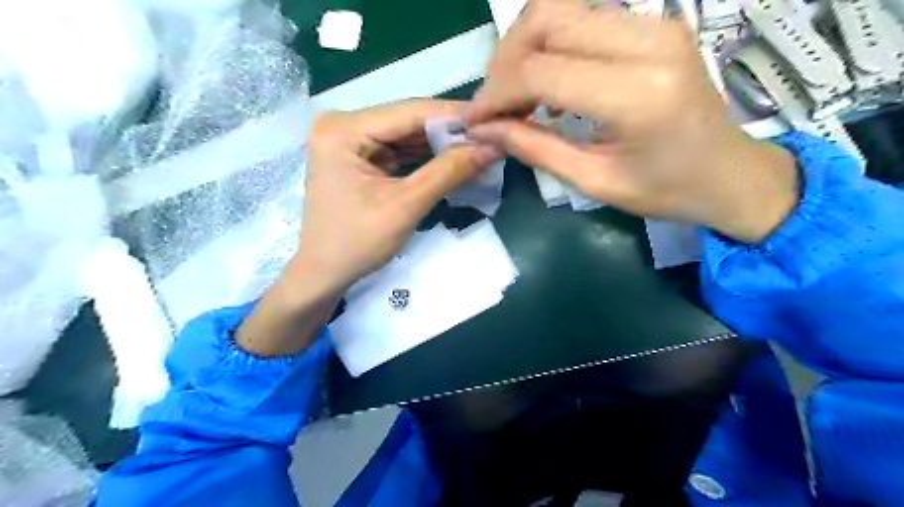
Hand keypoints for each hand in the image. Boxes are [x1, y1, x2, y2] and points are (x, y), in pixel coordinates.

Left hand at [236, 98, 501, 355]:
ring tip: (481, 146)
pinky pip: (400, 149)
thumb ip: (448, 172)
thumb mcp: (405, 206)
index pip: (410, 111)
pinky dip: (427, 156)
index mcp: (344, 129)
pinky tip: (455, 158)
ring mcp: (351, 140)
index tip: (495, 119)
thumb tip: (493, 147)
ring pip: (407, 134)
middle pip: (408, 120)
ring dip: (442, 143)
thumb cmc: (357, 243)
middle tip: (492, 135)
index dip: (455, 115)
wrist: (325, 274)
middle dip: (450, 130)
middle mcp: (344, 124)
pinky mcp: (360, 156)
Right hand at [469, 1, 793, 242]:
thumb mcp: (594, 182)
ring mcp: (655, 25)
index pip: (540, 70)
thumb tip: (485, 130)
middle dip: (504, 62)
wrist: (730, 173)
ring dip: (524, 50)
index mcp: (637, 94)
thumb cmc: (666, 191)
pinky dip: (550, 46)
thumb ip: (535, 149)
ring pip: (560, 10)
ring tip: (516, 96)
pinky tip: (547, 84)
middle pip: (546, 20)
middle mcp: (647, 42)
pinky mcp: (653, 24)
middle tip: (494, 105)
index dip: (494, 93)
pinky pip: (582, 19)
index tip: (474, 120)